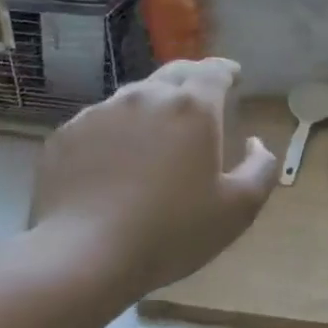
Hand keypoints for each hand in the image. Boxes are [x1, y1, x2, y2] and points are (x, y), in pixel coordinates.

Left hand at [25, 58, 277, 304]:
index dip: (226, 71)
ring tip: (157, 132)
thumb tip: (256, 143)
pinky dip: (116, 130)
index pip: (214, 71)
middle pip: (174, 73)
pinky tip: (115, 160)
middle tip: (201, 97)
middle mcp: (146, 97)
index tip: (234, 77)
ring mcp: (100, 113)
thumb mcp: (237, 209)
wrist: (82, 256)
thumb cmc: (171, 232)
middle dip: (193, 79)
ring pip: (135, 96)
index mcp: (192, 108)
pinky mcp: (67, 135)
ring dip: (153, 105)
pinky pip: (100, 122)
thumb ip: (260, 169)